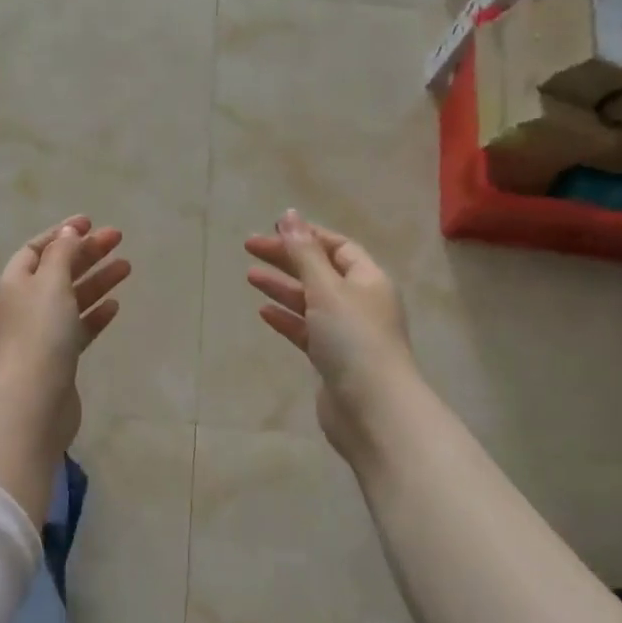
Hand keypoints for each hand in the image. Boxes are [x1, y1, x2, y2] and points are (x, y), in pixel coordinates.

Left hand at [0, 215, 130, 450]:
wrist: (33, 400)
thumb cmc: (39, 333)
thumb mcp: (50, 283)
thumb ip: (62, 255)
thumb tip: (68, 233)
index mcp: (13, 283)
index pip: (36, 250)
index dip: (62, 234)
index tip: (91, 223)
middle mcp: (22, 306)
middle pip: (57, 271)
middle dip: (86, 254)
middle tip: (118, 239)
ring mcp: (39, 334)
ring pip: (71, 299)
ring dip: (97, 281)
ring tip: (127, 267)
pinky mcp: (57, 359)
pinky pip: (77, 328)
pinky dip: (94, 315)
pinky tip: (115, 306)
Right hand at [244, 210, 418, 460]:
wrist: (372, 408)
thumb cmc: (353, 339)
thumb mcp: (326, 288)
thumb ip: (304, 253)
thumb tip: (289, 215)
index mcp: (368, 279)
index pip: (337, 247)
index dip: (307, 235)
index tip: (274, 228)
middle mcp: (360, 302)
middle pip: (320, 271)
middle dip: (287, 258)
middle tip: (249, 247)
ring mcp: (346, 333)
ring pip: (310, 301)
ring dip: (282, 287)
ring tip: (250, 275)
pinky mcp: (332, 360)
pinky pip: (306, 330)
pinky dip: (287, 318)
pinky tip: (263, 312)